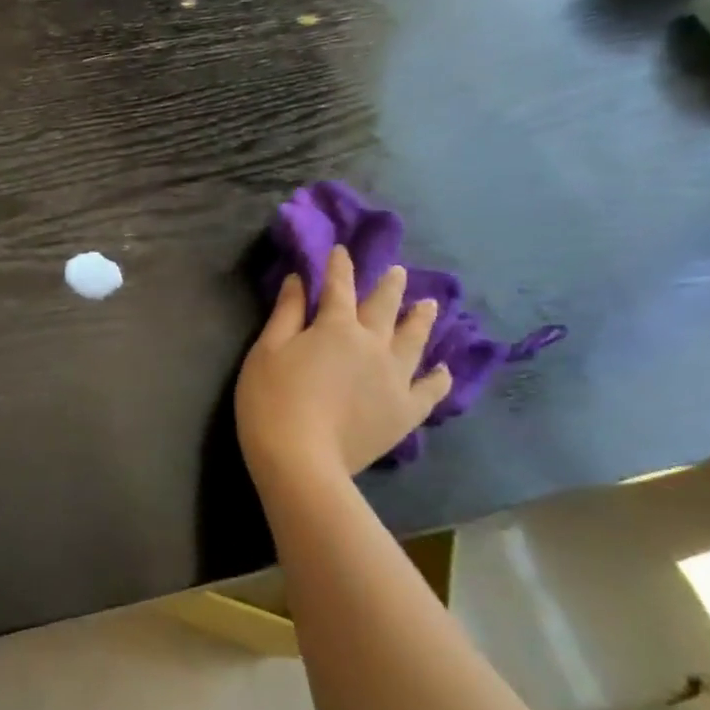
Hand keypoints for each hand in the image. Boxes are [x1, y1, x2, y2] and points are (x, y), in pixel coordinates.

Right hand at [236, 246, 451, 486]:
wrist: (300, 459)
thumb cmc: (271, 400)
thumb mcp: (267, 351)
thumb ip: (286, 313)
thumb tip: (301, 280)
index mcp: (336, 327)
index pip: (339, 287)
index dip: (339, 266)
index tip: (341, 250)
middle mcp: (373, 344)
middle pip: (385, 307)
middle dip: (390, 286)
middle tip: (398, 272)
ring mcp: (395, 378)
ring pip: (414, 340)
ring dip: (421, 319)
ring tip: (429, 305)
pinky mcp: (406, 411)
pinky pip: (430, 390)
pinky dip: (438, 377)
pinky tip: (443, 370)